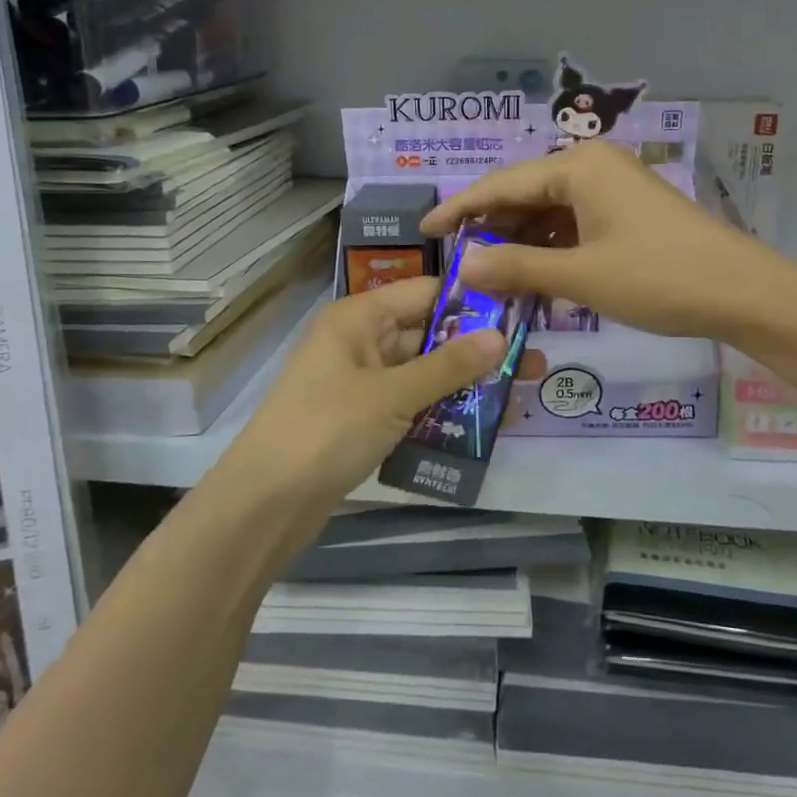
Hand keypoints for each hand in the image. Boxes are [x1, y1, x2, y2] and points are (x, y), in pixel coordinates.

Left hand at [224, 277, 504, 509]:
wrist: (265, 504)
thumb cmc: (327, 431)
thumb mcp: (393, 395)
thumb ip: (449, 366)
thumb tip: (500, 335)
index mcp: (358, 318)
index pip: (425, 292)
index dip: (470, 300)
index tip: (521, 311)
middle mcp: (359, 342)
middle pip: (426, 333)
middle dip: (475, 347)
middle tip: (531, 358)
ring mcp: (359, 383)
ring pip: (421, 372)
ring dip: (462, 382)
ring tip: (517, 392)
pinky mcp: (361, 420)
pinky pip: (409, 404)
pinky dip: (439, 410)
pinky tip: (480, 424)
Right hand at [422, 141, 765, 339]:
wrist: (743, 292)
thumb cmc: (657, 277)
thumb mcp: (580, 275)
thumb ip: (516, 267)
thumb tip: (461, 267)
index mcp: (577, 166)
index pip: (501, 184)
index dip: (459, 210)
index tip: (424, 232)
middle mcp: (592, 166)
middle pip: (524, 194)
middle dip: (491, 230)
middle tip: (457, 266)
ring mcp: (613, 189)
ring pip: (549, 212)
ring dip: (520, 243)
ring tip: (489, 277)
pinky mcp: (627, 213)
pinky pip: (574, 224)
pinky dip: (551, 249)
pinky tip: (533, 276)